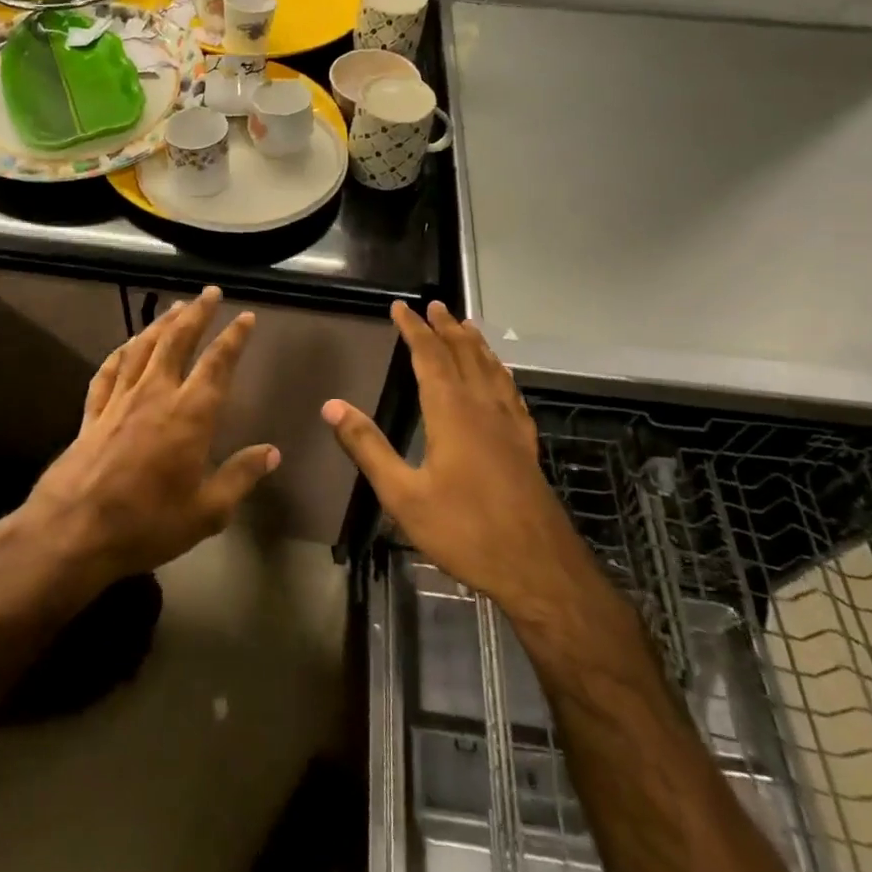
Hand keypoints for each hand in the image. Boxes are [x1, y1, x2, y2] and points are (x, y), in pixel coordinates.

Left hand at [21, 287, 278, 583]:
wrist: (74, 531)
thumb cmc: (148, 523)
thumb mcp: (207, 511)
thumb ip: (240, 477)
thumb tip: (272, 453)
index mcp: (190, 414)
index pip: (217, 363)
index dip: (233, 337)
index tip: (245, 317)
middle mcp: (155, 394)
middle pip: (177, 341)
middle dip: (196, 313)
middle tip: (209, 292)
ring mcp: (120, 400)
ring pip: (142, 348)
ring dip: (160, 324)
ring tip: (174, 307)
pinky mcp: (93, 413)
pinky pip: (108, 372)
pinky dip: (120, 353)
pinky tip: (126, 345)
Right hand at [321, 300, 583, 610]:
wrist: (538, 568)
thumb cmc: (465, 530)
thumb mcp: (403, 495)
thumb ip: (368, 448)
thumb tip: (332, 405)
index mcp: (451, 412)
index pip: (430, 356)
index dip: (414, 329)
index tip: (400, 307)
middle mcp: (483, 407)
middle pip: (464, 354)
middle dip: (446, 327)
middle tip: (434, 304)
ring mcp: (509, 425)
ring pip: (491, 369)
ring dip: (475, 343)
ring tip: (466, 325)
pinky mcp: (525, 444)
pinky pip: (511, 393)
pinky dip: (501, 373)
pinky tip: (502, 376)